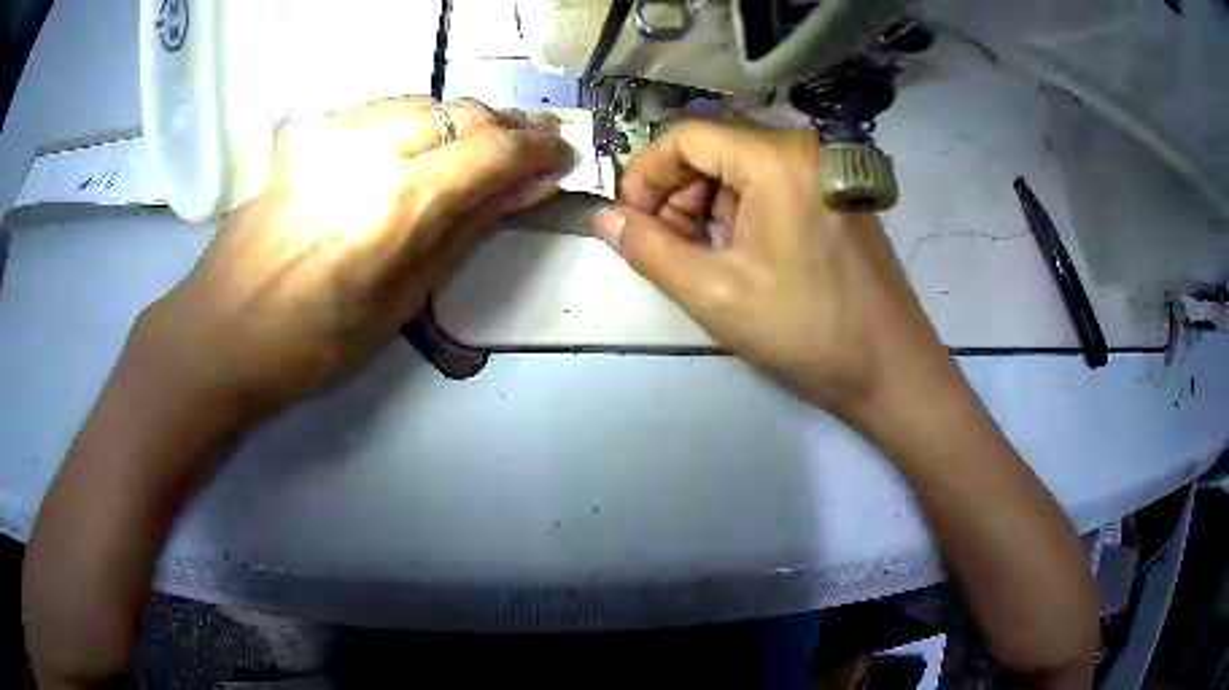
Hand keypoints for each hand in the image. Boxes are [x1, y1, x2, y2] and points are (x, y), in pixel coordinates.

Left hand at [136, 97, 572, 420]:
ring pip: (422, 101)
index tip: (560, 155)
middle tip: (529, 147)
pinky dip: (414, 123)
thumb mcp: (403, 299)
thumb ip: (468, 228)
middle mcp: (362, 149)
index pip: (490, 149)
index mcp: (392, 206)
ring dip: (461, 121)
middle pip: (460, 110)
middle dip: (505, 125)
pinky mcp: (305, 127)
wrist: (221, 330)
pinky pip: (380, 110)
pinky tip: (417, 149)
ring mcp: (327, 130)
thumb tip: (528, 187)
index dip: (536, 148)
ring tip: (479, 148)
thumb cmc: (313, 343)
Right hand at [595, 122, 950, 420]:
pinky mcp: (839, 197)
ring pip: (743, 171)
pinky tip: (740, 258)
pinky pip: (774, 188)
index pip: (687, 137)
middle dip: (677, 195)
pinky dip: (743, 215)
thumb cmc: (807, 332)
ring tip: (701, 262)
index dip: (646, 174)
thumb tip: (605, 218)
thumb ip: (649, 250)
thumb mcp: (715, 295)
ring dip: (708, 209)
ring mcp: (827, 172)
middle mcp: (805, 150)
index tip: (630, 221)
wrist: (893, 371)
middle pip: (716, 150)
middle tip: (665, 249)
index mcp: (776, 159)